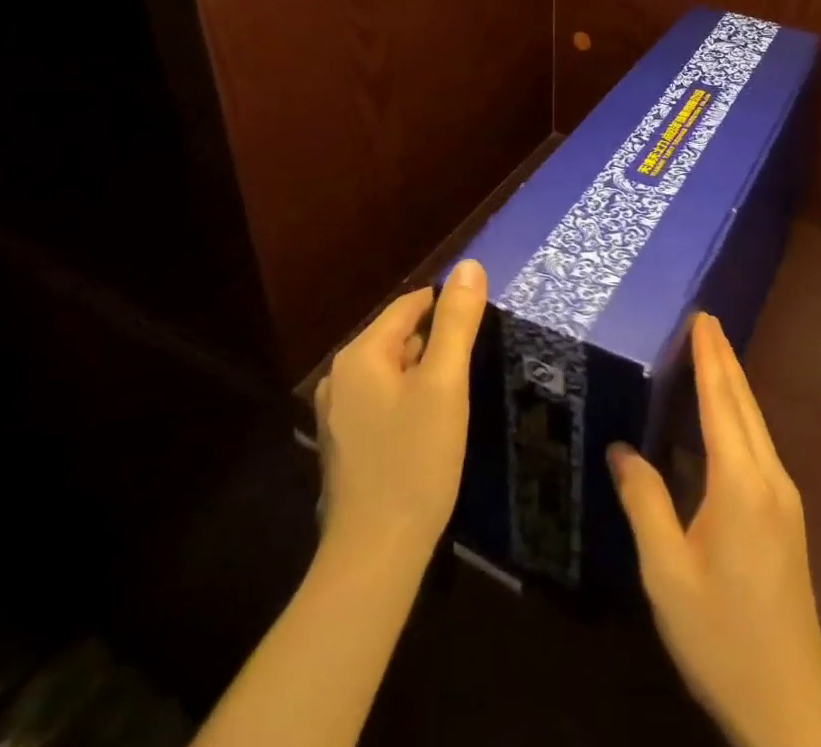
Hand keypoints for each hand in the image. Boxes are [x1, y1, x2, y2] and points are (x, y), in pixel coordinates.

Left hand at [314, 259, 486, 559]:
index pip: (411, 305)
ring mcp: (338, 414)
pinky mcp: (345, 444)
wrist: (375, 556)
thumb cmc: (414, 460)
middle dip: (437, 342)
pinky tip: (431, 426)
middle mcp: (340, 377)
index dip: (448, 307)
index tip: (482, 324)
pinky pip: (383, 400)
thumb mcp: (445, 383)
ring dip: (425, 373)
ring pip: (393, 370)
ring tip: (458, 393)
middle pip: (399, 336)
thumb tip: (470, 265)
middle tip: (474, 363)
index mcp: (360, 355)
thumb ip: (457, 321)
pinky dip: (409, 400)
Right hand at [609, 314, 820, 746]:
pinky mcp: (787, 516)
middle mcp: (769, 477)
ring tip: (712, 354)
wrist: (790, 704)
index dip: (710, 357)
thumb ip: (645, 503)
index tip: (702, 317)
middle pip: (744, 403)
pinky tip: (725, 418)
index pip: (721, 402)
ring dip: (733, 384)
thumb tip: (621, 449)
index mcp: (740, 484)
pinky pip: (759, 446)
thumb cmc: (721, 637)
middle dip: (724, 359)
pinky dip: (739, 416)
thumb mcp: (666, 574)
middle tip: (705, 320)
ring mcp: (784, 497)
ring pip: (756, 423)